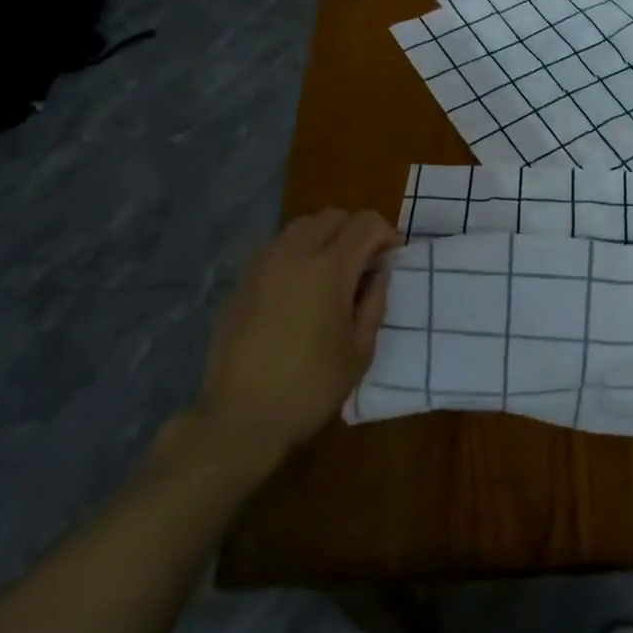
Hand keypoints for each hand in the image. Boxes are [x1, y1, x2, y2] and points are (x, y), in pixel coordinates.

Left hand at [198, 209, 397, 456]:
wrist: (242, 416)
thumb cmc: (312, 385)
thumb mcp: (361, 348)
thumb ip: (375, 299)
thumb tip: (379, 269)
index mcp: (329, 269)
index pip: (365, 223)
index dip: (386, 234)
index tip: (391, 257)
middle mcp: (294, 254)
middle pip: (332, 216)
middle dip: (355, 232)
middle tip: (363, 265)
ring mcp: (261, 264)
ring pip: (300, 226)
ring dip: (323, 238)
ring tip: (329, 273)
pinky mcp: (240, 281)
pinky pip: (275, 248)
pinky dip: (296, 254)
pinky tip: (298, 289)